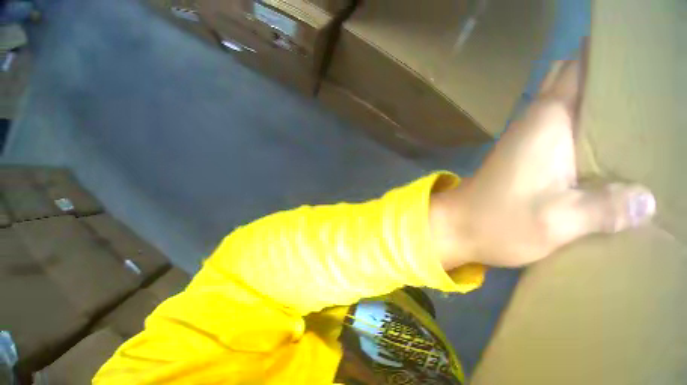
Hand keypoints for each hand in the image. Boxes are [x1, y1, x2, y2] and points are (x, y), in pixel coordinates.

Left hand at [432, 60, 655, 268]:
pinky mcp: (534, 142)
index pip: (579, 68)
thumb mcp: (559, 222)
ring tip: (625, 109)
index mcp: (552, 115)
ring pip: (568, 93)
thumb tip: (649, 201)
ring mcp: (536, 124)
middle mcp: (543, 109)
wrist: (462, 227)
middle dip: (601, 74)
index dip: (602, 60)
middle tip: (632, 88)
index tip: (627, 63)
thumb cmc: (505, 222)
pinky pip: (564, 115)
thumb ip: (604, 210)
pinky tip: (602, 135)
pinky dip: (583, 114)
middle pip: (574, 75)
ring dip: (592, 93)